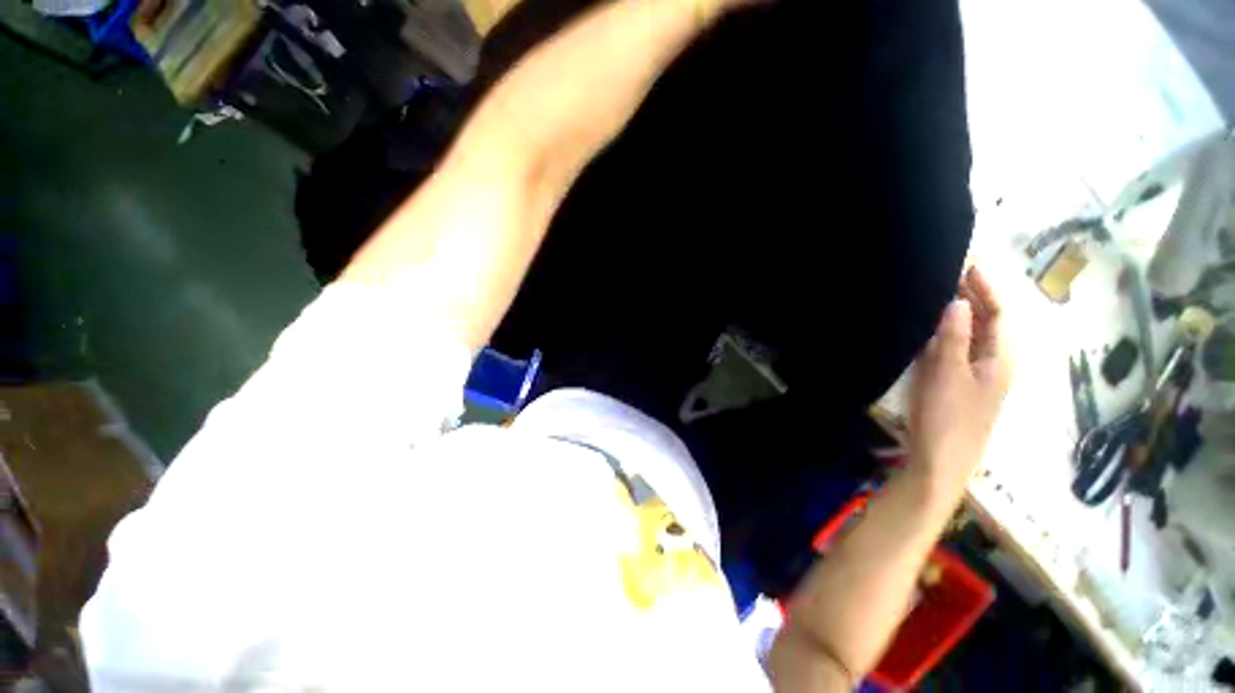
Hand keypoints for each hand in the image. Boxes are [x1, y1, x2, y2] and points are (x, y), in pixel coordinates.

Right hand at [909, 266, 1011, 485]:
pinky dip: (948, 331)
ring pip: (973, 334)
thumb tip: (958, 300)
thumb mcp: (947, 374)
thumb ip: (954, 338)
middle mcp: (994, 362)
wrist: (941, 461)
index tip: (968, 262)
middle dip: (974, 294)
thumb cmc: (948, 417)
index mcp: (1001, 358)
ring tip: (940, 291)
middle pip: (989, 321)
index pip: (1000, 312)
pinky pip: (958, 348)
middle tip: (950, 272)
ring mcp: (976, 375)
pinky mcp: (958, 384)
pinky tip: (932, 327)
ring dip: (960, 312)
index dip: (987, 286)